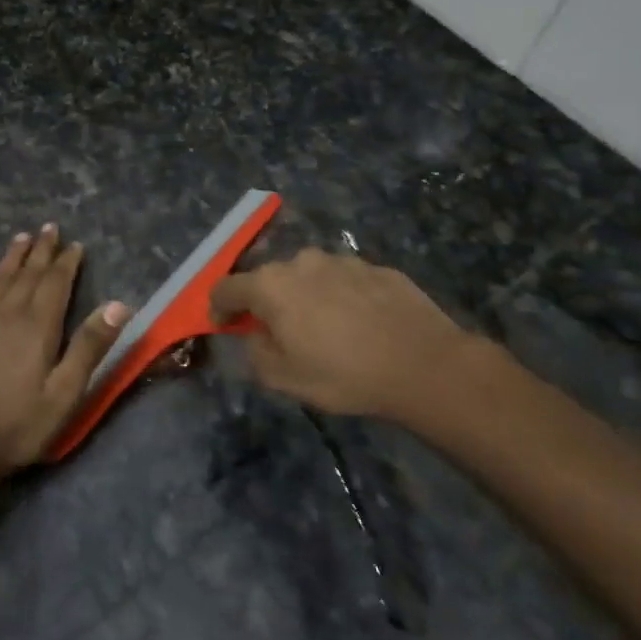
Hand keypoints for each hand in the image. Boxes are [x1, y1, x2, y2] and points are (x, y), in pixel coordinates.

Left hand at [0, 224, 129, 476]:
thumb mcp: (65, 394)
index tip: (75, 245)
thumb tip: (119, 304)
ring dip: (11, 256)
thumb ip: (89, 347)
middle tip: (49, 228)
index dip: (66, 262)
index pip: (55, 283)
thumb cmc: (17, 425)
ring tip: (21, 237)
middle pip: (26, 274)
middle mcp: (6, 313)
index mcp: (37, 327)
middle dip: (40, 250)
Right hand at [210, 248, 477, 420]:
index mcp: (271, 286)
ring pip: (309, 276)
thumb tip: (254, 336)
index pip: (226, 287)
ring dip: (305, 297)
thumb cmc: (343, 374)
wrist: (423, 364)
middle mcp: (302, 262)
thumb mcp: (284, 379)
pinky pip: (344, 280)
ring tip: (324, 329)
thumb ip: (255, 353)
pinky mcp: (376, 267)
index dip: (218, 307)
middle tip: (279, 333)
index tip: (224, 326)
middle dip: (266, 302)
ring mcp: (342, 260)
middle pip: (269, 278)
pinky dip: (340, 297)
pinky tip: (358, 324)